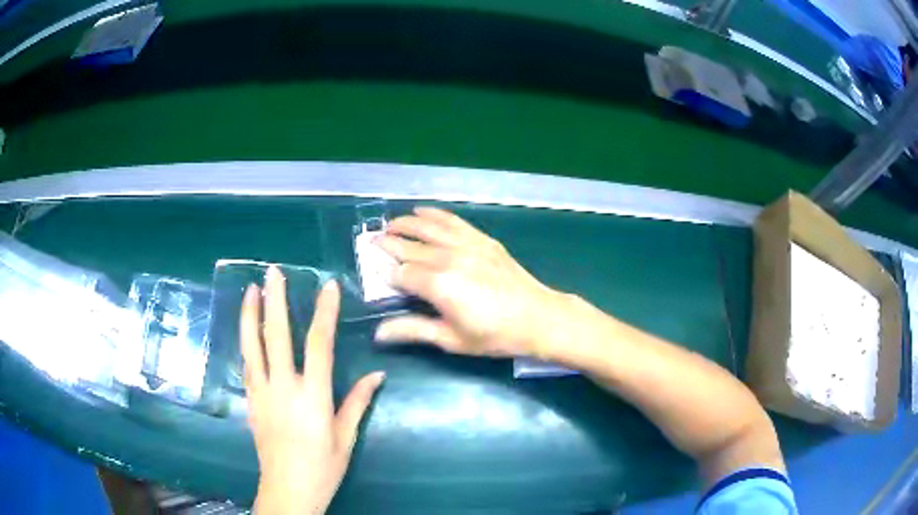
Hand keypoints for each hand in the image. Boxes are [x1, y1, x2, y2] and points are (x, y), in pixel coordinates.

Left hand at [241, 266, 384, 514]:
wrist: (287, 489)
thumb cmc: (322, 467)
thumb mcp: (346, 437)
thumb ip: (358, 402)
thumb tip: (377, 374)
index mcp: (312, 396)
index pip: (318, 344)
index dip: (323, 312)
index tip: (327, 286)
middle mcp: (283, 387)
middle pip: (276, 336)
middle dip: (275, 301)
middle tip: (273, 272)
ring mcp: (261, 393)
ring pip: (252, 346)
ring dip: (250, 315)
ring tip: (250, 290)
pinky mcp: (250, 401)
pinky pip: (247, 365)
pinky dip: (246, 342)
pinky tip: (246, 330)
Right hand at [374, 207, 564, 358]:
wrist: (537, 317)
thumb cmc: (494, 335)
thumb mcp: (451, 339)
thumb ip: (413, 330)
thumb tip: (378, 332)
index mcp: (438, 285)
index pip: (401, 274)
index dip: (387, 274)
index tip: (378, 274)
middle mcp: (449, 258)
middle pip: (410, 246)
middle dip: (389, 243)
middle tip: (371, 240)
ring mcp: (467, 245)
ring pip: (428, 228)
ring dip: (406, 223)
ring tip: (390, 223)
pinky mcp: (482, 239)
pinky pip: (453, 221)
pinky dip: (434, 214)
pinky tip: (422, 211)